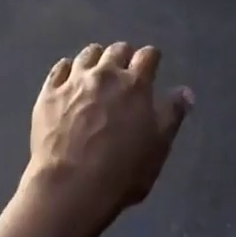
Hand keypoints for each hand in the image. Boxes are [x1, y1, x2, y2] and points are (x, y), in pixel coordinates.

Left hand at [23, 42, 192, 236]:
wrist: (71, 186)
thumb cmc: (123, 171)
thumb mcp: (159, 146)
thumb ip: (172, 114)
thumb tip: (185, 91)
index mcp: (135, 85)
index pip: (148, 56)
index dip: (151, 58)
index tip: (152, 64)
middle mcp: (105, 74)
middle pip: (117, 50)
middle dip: (124, 56)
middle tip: (125, 70)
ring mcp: (74, 81)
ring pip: (88, 54)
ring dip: (97, 58)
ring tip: (97, 71)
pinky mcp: (49, 93)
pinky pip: (59, 68)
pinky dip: (68, 69)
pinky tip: (69, 78)